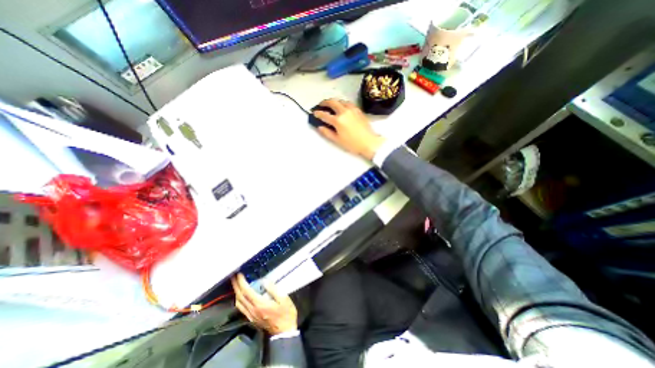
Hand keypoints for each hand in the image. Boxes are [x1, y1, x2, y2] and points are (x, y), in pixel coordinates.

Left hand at [231, 273, 297, 336]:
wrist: (284, 332)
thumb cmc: (286, 313)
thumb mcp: (283, 299)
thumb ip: (273, 289)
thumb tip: (264, 281)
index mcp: (260, 304)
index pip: (246, 292)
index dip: (241, 282)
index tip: (239, 274)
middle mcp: (252, 310)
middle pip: (240, 297)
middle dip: (236, 286)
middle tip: (234, 276)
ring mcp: (251, 316)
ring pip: (239, 303)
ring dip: (236, 292)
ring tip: (237, 284)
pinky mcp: (251, 319)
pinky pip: (241, 308)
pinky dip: (239, 299)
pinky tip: (241, 295)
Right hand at [312, 98, 384, 158]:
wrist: (369, 142)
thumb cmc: (352, 144)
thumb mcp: (337, 140)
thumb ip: (327, 133)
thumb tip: (319, 127)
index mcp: (338, 120)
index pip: (325, 115)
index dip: (318, 113)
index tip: (314, 113)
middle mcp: (344, 112)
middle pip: (332, 102)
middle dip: (325, 102)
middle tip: (321, 104)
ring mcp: (352, 109)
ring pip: (340, 100)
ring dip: (334, 101)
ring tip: (331, 104)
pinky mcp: (358, 110)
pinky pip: (348, 103)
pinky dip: (342, 103)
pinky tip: (342, 106)